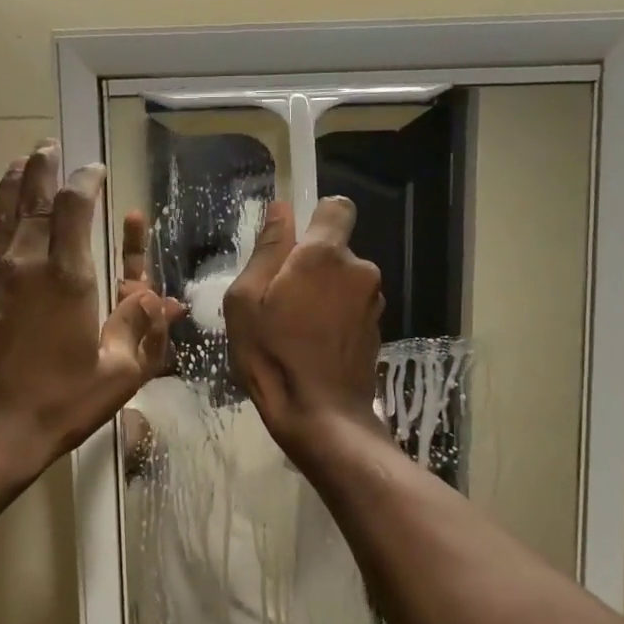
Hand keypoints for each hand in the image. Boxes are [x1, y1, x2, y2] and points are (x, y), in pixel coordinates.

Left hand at [0, 142, 177, 479]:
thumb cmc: (57, 405)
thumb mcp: (117, 375)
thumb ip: (141, 330)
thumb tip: (165, 301)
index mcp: (67, 277)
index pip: (76, 206)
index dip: (86, 180)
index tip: (95, 170)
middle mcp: (23, 262)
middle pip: (33, 197)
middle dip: (45, 168)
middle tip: (51, 148)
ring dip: (11, 183)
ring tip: (21, 162)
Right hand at [223, 197, 386, 457]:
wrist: (321, 417)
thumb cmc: (272, 356)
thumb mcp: (246, 302)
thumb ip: (267, 251)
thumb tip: (281, 210)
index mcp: (325, 255)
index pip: (337, 207)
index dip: (315, 219)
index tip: (292, 247)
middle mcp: (360, 270)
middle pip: (335, 251)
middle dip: (311, 267)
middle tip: (279, 303)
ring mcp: (373, 303)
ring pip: (343, 283)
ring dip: (323, 296)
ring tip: (295, 331)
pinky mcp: (377, 331)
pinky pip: (351, 310)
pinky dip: (335, 320)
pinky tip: (314, 349)